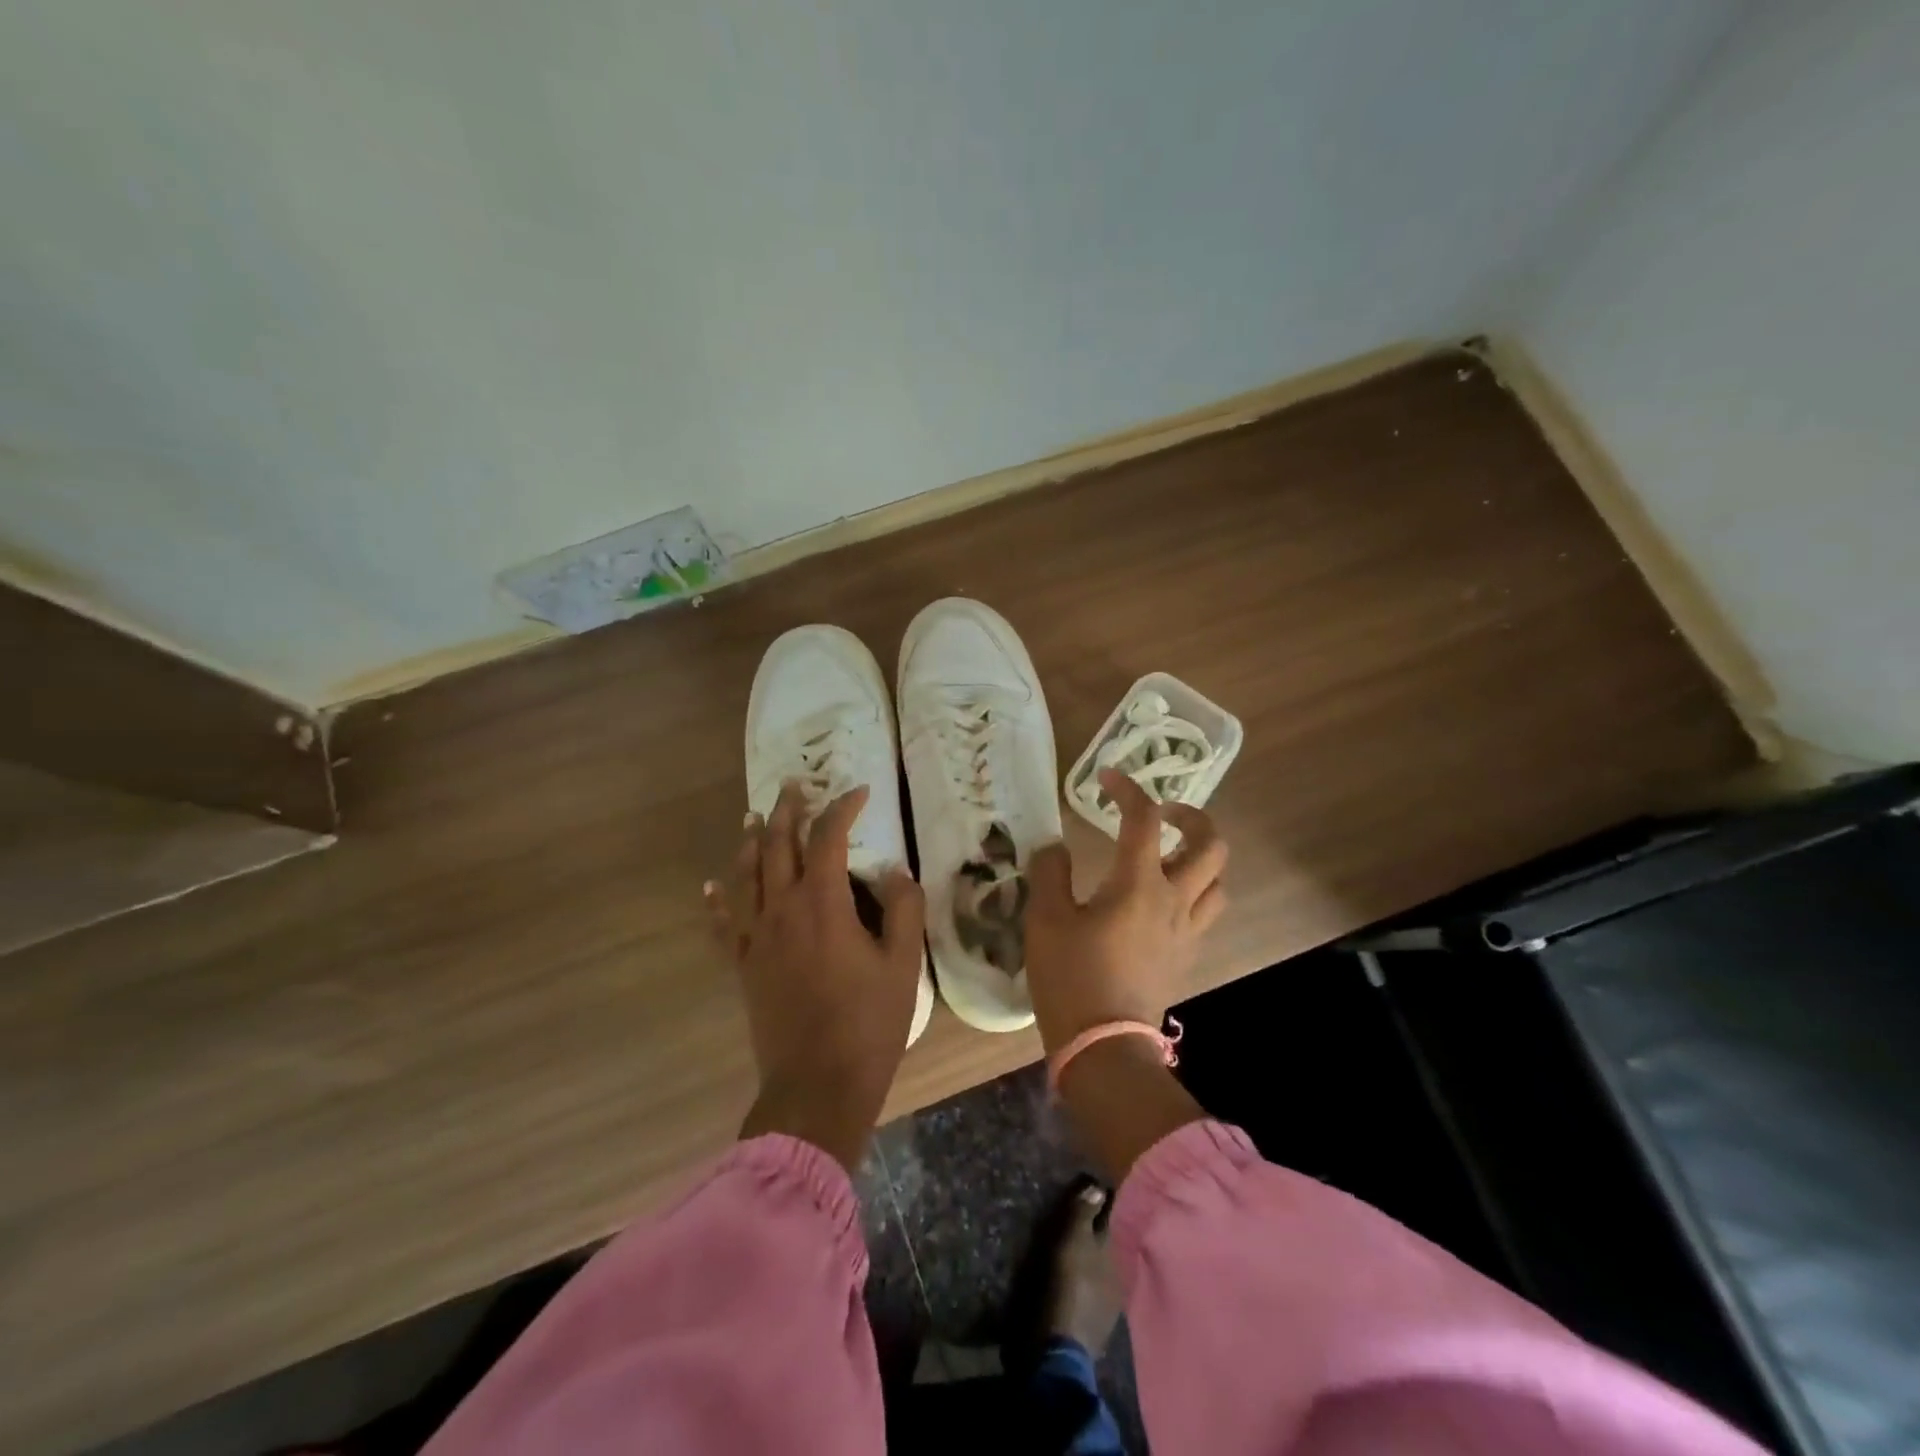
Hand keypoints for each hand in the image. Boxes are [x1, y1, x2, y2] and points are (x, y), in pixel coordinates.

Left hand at [705, 781, 925, 1170]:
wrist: (817, 1086)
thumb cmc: (868, 1023)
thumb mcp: (903, 964)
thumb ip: (904, 909)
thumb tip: (895, 872)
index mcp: (822, 904)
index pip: (828, 837)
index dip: (843, 808)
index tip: (860, 792)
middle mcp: (781, 909)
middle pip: (775, 845)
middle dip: (786, 811)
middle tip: (794, 786)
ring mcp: (755, 938)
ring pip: (745, 875)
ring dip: (750, 841)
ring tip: (753, 817)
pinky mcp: (743, 966)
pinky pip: (724, 923)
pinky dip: (718, 899)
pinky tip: (712, 886)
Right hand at [1025, 769, 1227, 1179]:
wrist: (1103, 1046)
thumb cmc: (1071, 978)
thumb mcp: (1045, 920)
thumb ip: (1050, 873)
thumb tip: (1056, 848)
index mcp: (1138, 884)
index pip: (1144, 819)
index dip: (1128, 789)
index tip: (1107, 777)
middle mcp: (1173, 900)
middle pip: (1211, 845)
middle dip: (1192, 817)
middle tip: (1163, 814)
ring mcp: (1186, 930)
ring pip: (1217, 880)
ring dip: (1200, 857)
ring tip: (1169, 855)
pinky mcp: (1185, 956)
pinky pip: (1205, 911)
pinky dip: (1194, 891)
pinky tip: (1162, 899)